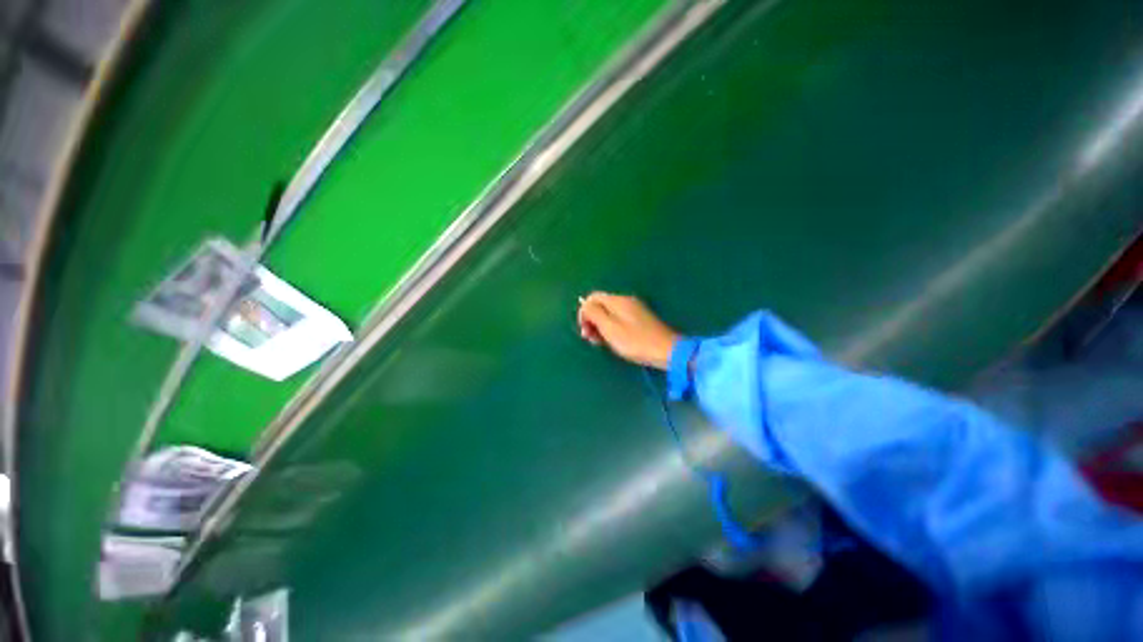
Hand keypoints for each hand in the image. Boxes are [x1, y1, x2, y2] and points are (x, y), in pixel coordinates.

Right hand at [577, 292, 679, 369]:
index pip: (593, 297)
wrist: (666, 350)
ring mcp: (634, 310)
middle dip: (592, 320)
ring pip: (609, 314)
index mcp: (617, 301)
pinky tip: (613, 341)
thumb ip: (594, 313)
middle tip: (590, 339)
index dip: (584, 312)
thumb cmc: (635, 341)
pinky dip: (611, 329)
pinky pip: (619, 320)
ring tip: (600, 343)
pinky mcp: (640, 320)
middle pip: (601, 305)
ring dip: (600, 326)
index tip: (584, 330)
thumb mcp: (609, 328)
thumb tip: (584, 304)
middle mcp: (625, 301)